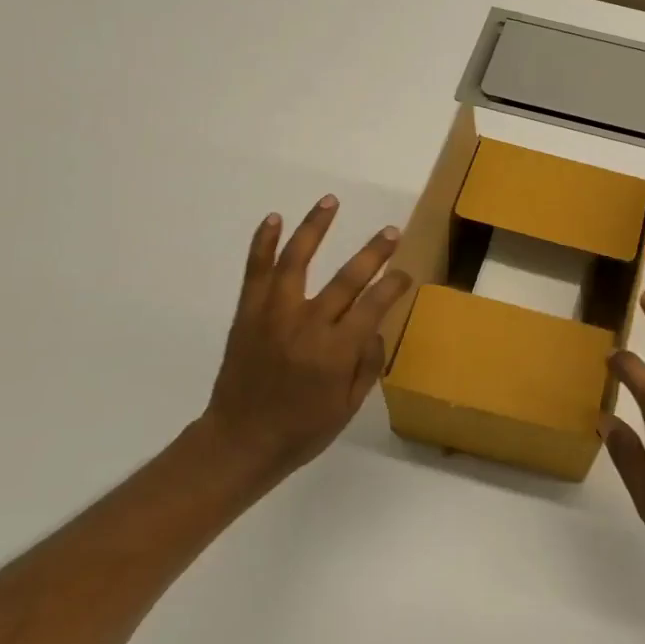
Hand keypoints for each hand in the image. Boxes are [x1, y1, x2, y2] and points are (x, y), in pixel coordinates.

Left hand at [194, 196, 411, 495]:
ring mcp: (274, 314)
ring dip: (316, 228)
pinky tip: (273, 219)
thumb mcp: (347, 407)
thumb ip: (368, 364)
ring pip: (297, 260)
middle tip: (391, 232)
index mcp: (336, 351)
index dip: (394, 286)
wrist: (239, 442)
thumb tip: (375, 327)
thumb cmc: (300, 430)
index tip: (405, 274)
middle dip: (374, 252)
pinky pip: (255, 271)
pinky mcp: (248, 313)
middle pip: (347, 278)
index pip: (374, 305)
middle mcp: (307, 325)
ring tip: (331, 201)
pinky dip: (262, 243)